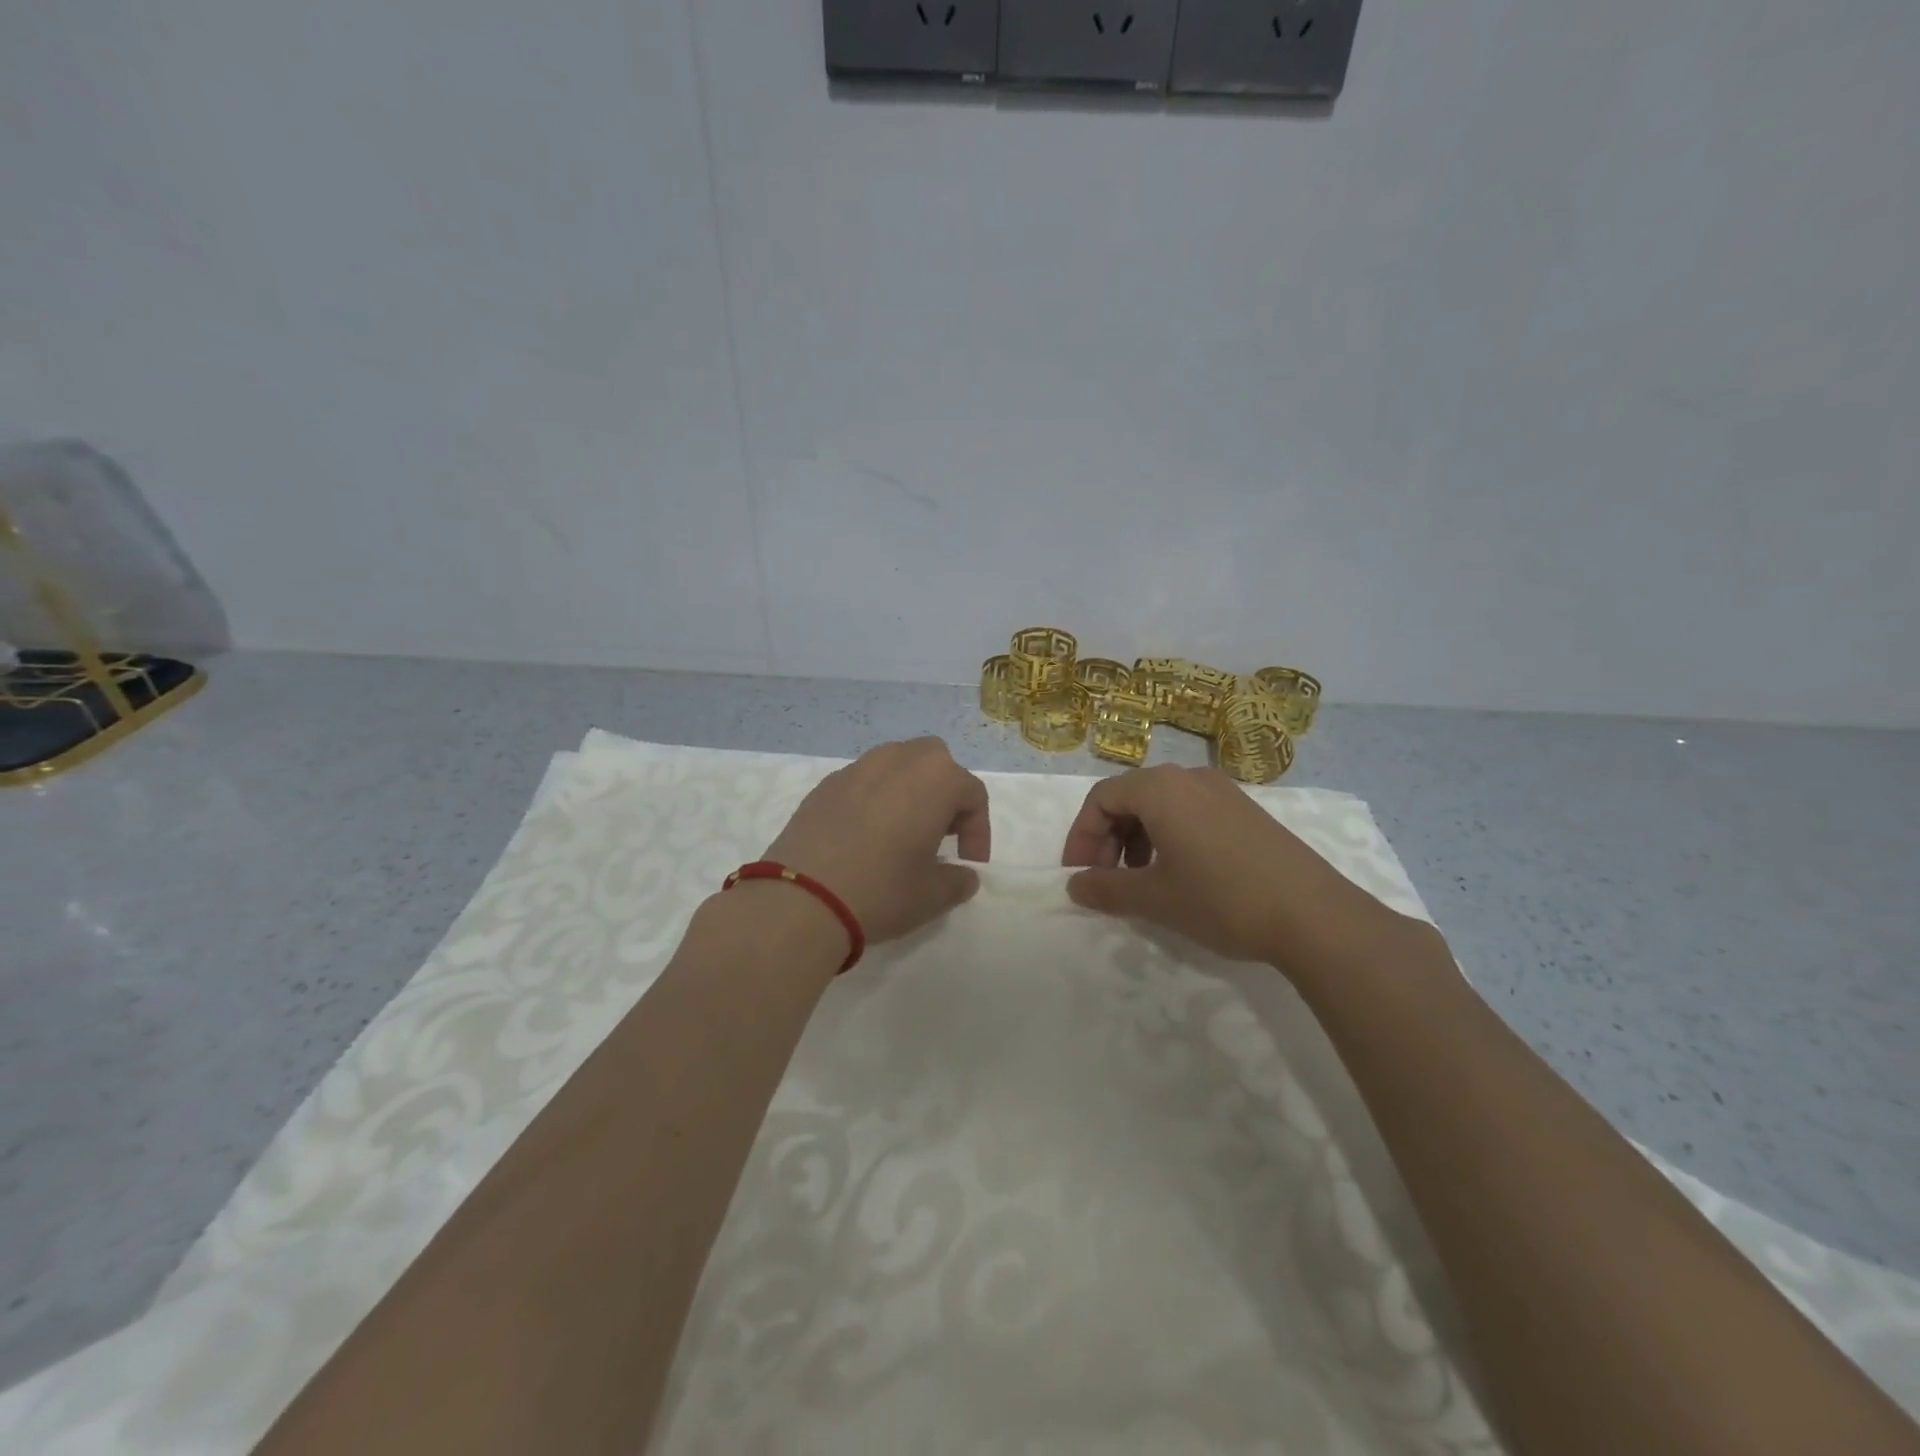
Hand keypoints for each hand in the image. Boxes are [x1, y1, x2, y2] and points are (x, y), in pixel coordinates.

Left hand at [761, 737, 990, 947]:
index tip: (969, 863)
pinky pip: (863, 782)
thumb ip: (958, 881)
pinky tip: (863, 837)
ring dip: (908, 791)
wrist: (801, 898)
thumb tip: (963, 875)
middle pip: (935, 763)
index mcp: (936, 778)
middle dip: (944, 794)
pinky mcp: (825, 785)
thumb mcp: (933, 895)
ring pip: (896, 765)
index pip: (973, 794)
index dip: (979, 831)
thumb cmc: (882, 890)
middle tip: (939, 835)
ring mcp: (857, 768)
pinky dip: (874, 800)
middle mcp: (898, 760)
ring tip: (902, 833)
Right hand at [1061, 764, 1430, 973]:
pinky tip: (1180, 876)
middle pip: (1129, 797)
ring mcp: (1223, 791)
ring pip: (1161, 805)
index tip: (1078, 876)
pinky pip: (1190, 812)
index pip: (1101, 798)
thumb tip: (1074, 887)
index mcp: (1161, 788)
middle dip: (1108, 839)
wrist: (1315, 917)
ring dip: (1137, 840)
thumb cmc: (1222, 899)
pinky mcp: (1246, 811)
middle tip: (1104, 881)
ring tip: (1141, 881)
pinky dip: (1169, 838)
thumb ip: (1107, 889)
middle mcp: (1190, 777)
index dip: (1081, 838)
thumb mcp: (1155, 899)